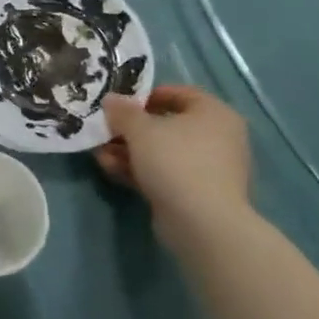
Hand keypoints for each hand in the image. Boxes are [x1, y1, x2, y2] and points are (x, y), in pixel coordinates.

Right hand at [95, 85, 251, 250]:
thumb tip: (111, 100)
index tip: (122, 104)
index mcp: (214, 113)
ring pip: (163, 152)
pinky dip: (140, 170)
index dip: (147, 96)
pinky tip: (110, 170)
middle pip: (167, 125)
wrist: (203, 224)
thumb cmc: (176, 160)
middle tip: (106, 130)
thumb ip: (123, 111)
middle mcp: (218, 138)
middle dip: (131, 129)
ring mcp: (209, 169)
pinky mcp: (198, 195)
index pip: (179, 94)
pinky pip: (166, 174)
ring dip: (130, 151)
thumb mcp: (140, 129)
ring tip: (100, 154)